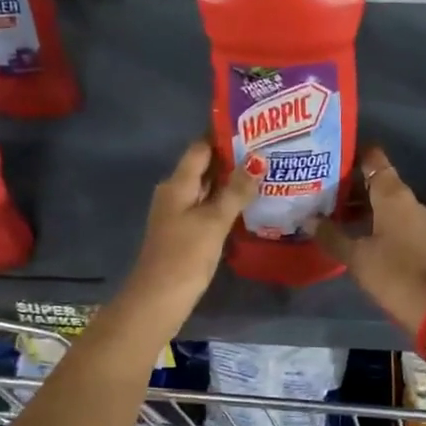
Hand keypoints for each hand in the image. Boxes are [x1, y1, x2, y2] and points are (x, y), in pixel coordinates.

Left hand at [123, 141, 255, 322]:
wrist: (158, 299)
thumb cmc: (184, 255)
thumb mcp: (213, 222)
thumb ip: (235, 192)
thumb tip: (256, 162)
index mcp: (177, 184)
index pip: (200, 148)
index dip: (222, 135)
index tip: (252, 127)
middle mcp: (175, 193)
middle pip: (204, 168)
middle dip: (232, 159)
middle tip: (267, 150)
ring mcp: (179, 215)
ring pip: (207, 190)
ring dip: (231, 183)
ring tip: (265, 174)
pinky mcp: (185, 234)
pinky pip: (207, 209)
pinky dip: (226, 204)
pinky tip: (248, 206)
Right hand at [312, 146, 425, 331]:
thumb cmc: (394, 273)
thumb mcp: (356, 256)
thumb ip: (331, 236)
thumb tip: (308, 220)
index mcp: (394, 195)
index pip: (374, 159)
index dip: (353, 154)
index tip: (330, 156)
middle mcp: (409, 201)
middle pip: (379, 182)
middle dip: (351, 185)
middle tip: (320, 190)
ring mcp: (420, 221)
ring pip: (386, 204)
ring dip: (363, 207)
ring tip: (332, 214)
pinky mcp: (423, 240)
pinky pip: (395, 221)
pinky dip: (375, 222)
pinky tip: (356, 234)